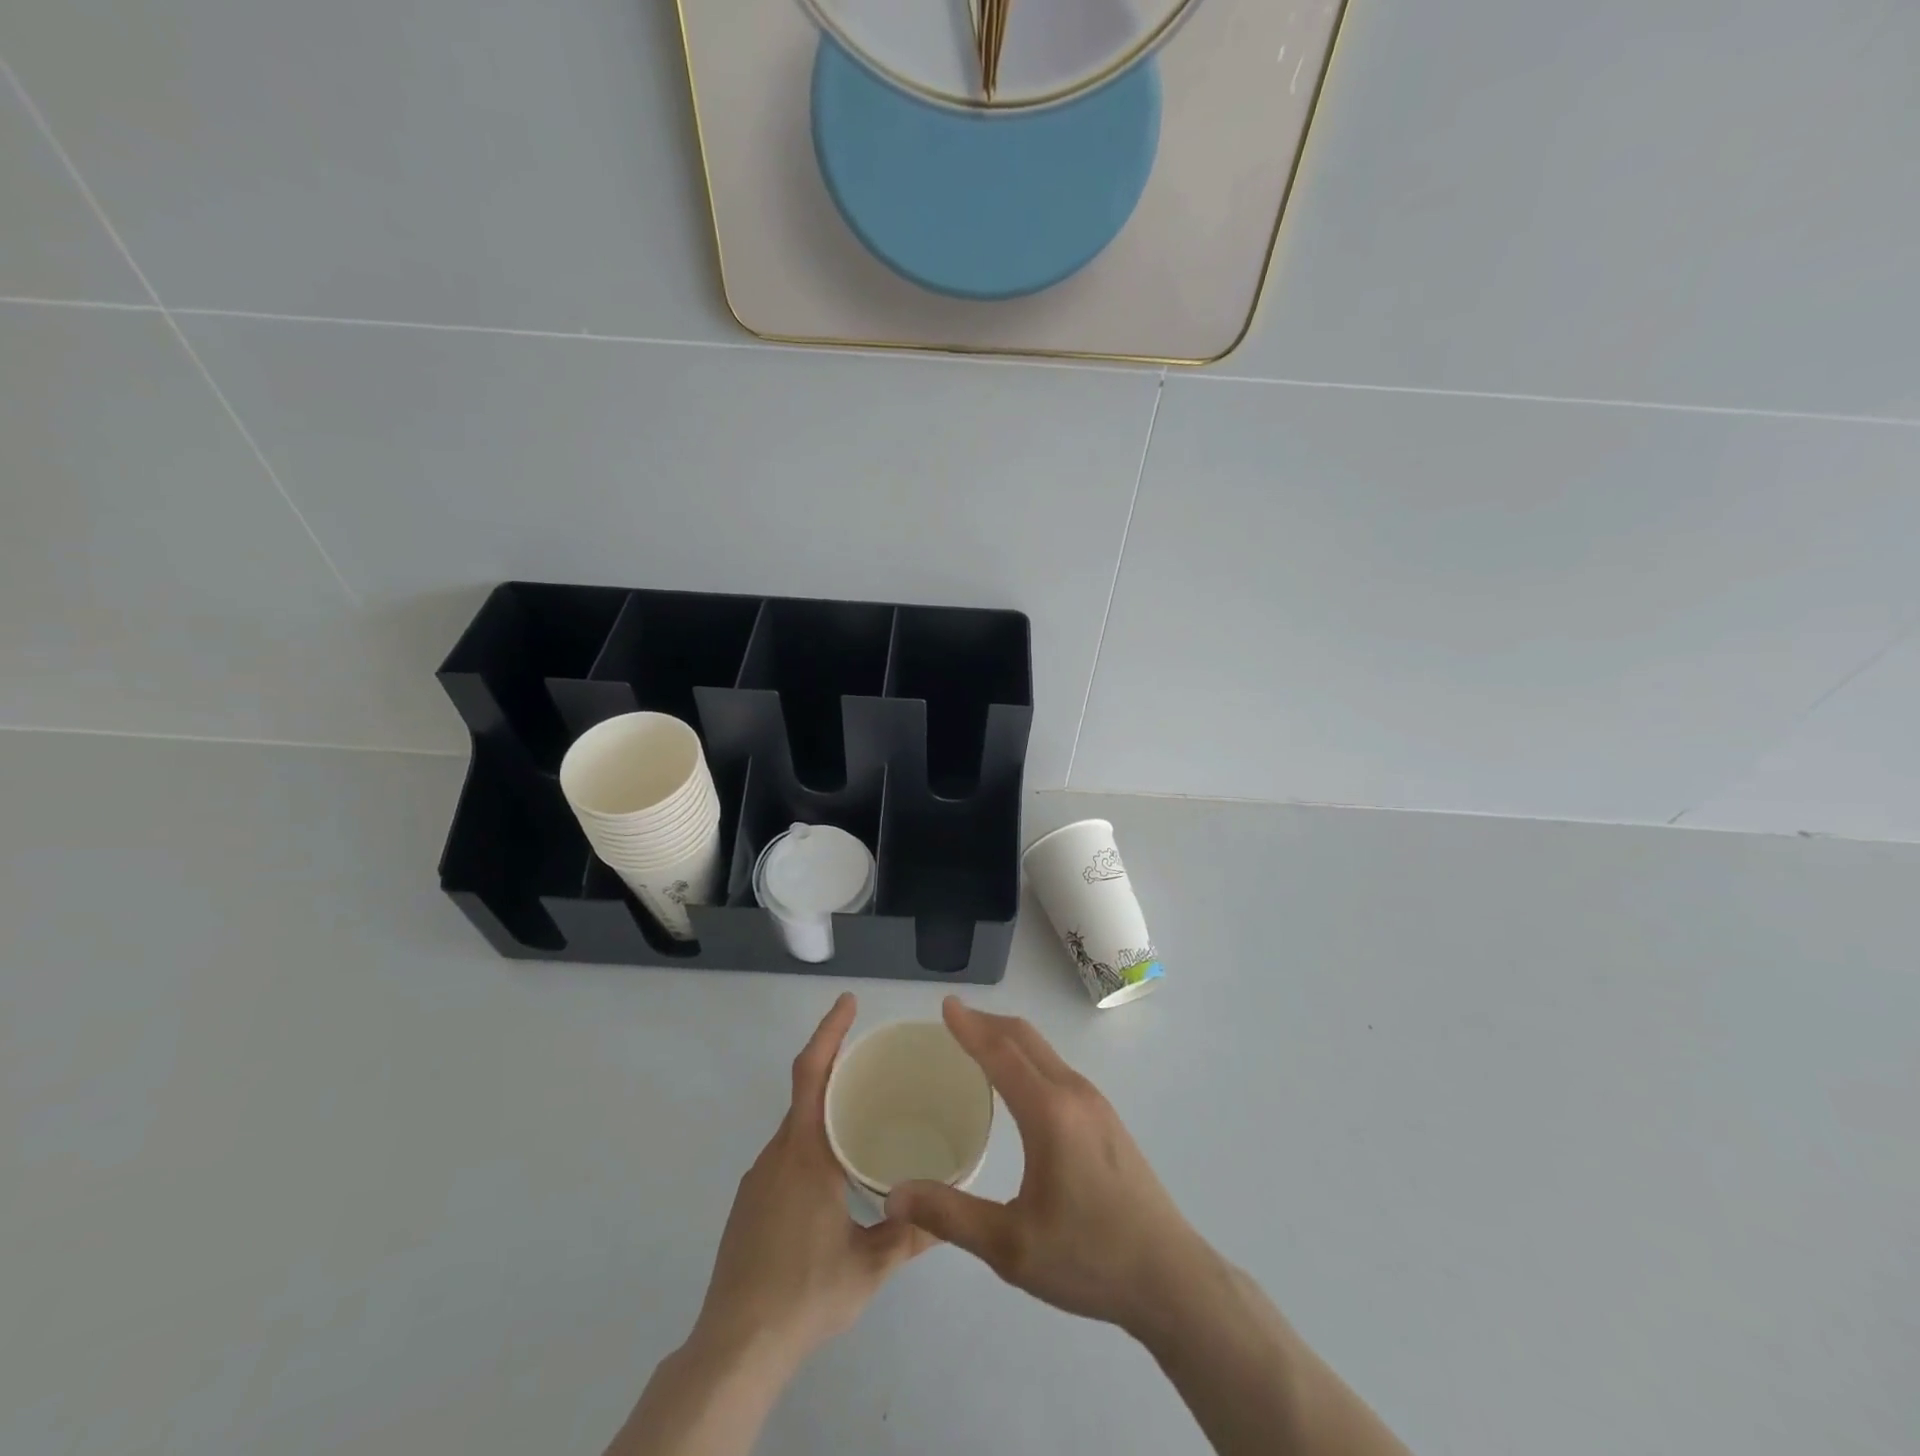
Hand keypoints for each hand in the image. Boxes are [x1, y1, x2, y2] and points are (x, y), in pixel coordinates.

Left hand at [689, 993, 930, 1372]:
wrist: (734, 1350)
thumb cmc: (805, 1295)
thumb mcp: (870, 1266)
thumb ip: (911, 1233)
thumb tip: (950, 1210)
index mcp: (805, 1154)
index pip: (812, 1073)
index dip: (829, 1032)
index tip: (848, 1001)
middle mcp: (777, 1155)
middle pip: (804, 1093)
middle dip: (835, 1067)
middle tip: (875, 1062)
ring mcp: (757, 1181)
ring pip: (795, 1128)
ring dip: (824, 1110)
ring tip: (864, 1118)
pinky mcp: (748, 1206)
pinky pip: (785, 1155)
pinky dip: (811, 1143)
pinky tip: (834, 1176)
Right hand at [885, 998, 1207, 1336]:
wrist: (1171, 1277)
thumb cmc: (1088, 1258)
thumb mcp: (1011, 1247)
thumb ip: (950, 1216)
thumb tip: (893, 1197)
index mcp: (1049, 1112)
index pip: (1000, 1053)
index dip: (970, 1027)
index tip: (946, 1004)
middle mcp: (1073, 1093)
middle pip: (1025, 1039)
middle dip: (988, 1022)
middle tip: (955, 1018)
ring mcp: (1096, 1103)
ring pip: (1044, 1051)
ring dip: (1009, 1038)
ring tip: (979, 1044)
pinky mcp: (1107, 1118)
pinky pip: (1058, 1068)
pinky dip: (1028, 1057)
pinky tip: (1019, 1083)